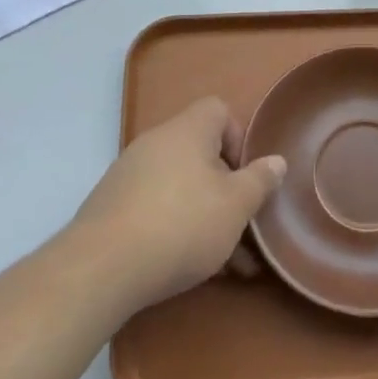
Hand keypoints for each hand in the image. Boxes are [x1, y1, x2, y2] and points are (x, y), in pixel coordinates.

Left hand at [68, 96, 285, 315]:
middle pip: (200, 153)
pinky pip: (155, 207)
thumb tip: (276, 161)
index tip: (246, 176)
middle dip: (225, 188)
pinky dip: (174, 228)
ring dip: (204, 215)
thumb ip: (259, 181)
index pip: (218, 110)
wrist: (101, 268)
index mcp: (187, 130)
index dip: (238, 138)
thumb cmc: (182, 225)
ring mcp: (128, 174)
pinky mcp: (111, 206)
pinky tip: (187, 268)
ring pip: (180, 186)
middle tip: (240, 225)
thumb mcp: (236, 206)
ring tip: (224, 262)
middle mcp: (156, 142)